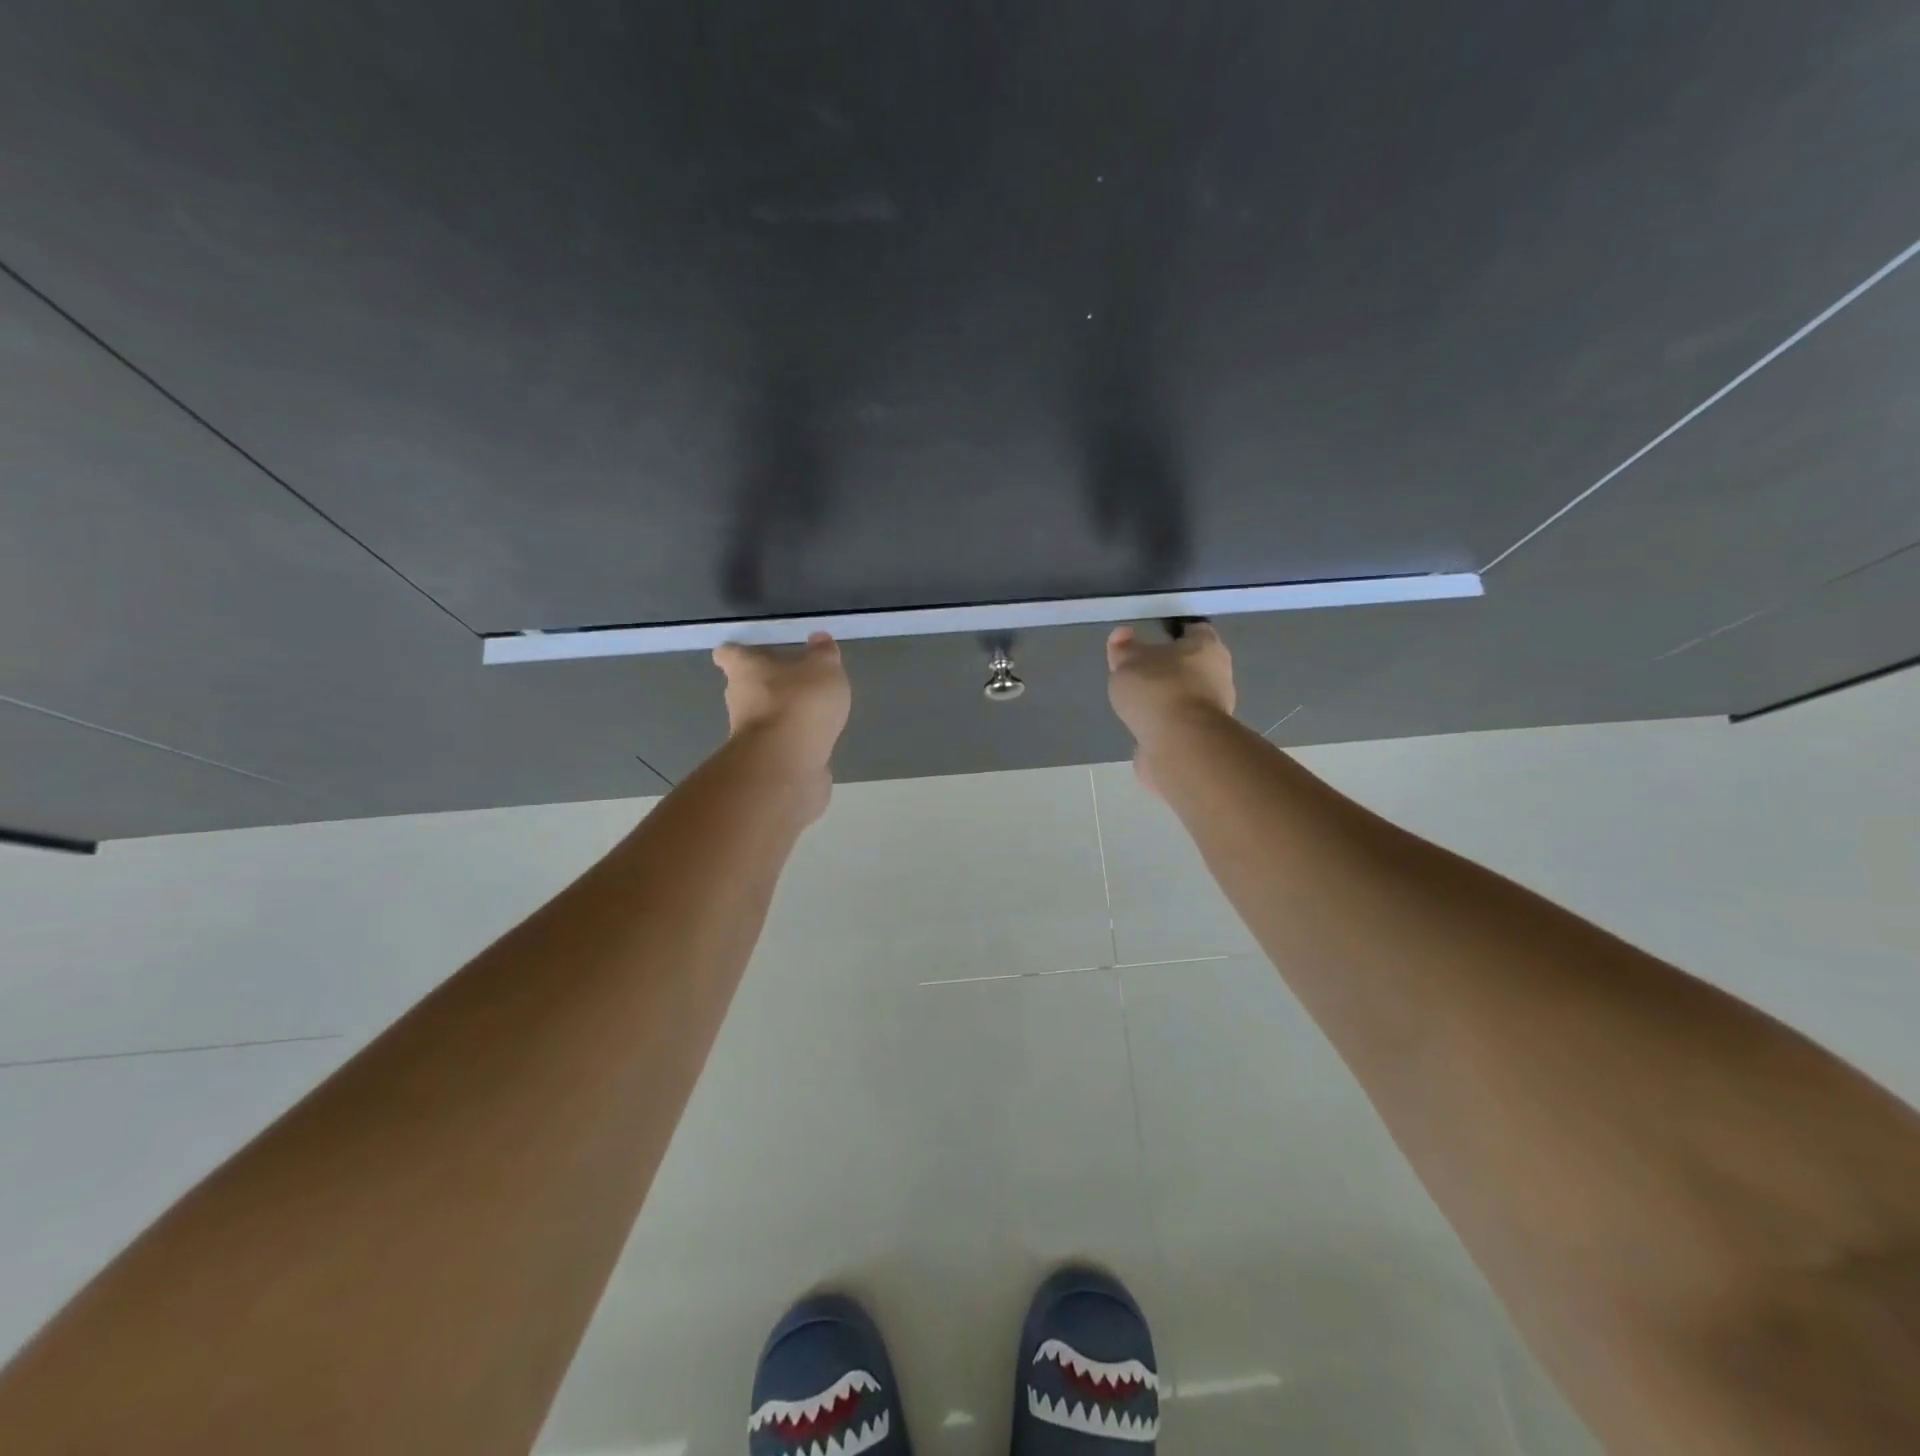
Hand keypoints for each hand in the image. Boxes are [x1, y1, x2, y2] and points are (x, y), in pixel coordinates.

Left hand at [712, 634, 851, 802]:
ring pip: (762, 717)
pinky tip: (815, 741)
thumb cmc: (799, 702)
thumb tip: (819, 638)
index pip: (730, 654)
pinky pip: (779, 744)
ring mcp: (748, 734)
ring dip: (782, 715)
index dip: (739, 652)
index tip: (751, 651)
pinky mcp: (764, 761)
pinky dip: (793, 741)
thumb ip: (823, 653)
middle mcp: (738, 700)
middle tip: (793, 680)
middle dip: (766, 684)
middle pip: (746, 687)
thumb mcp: (823, 668)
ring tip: (812, 712)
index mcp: (745, 669)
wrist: (787, 763)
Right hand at [1106, 622, 1236, 793]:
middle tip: (1141, 672)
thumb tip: (1122, 634)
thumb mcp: (1129, 662)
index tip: (1154, 638)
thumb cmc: (1158, 690)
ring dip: (1167, 700)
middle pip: (1193, 666)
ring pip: (1187, 697)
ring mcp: (1214, 711)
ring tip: (1138, 704)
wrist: (1179, 745)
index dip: (1175, 633)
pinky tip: (1145, 728)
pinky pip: (1180, 724)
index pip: (1195, 631)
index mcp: (1207, 648)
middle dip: (1170, 669)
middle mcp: (1218, 676)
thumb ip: (1123, 649)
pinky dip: (1165, 725)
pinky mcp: (1202, 739)